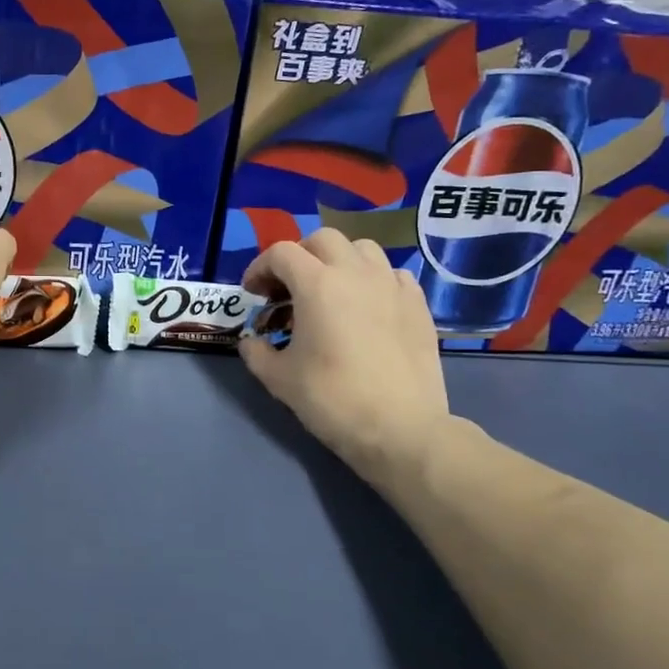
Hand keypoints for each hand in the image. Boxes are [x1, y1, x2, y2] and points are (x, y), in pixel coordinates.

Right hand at [238, 229, 454, 480]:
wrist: (400, 428)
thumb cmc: (333, 399)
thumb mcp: (279, 379)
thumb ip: (257, 352)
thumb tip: (251, 342)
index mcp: (317, 284)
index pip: (281, 253)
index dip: (260, 268)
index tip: (253, 294)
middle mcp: (355, 273)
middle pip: (323, 240)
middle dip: (300, 257)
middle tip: (290, 289)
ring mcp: (391, 285)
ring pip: (362, 249)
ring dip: (339, 261)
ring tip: (331, 291)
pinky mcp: (418, 304)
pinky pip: (392, 274)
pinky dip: (373, 280)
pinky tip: (368, 306)